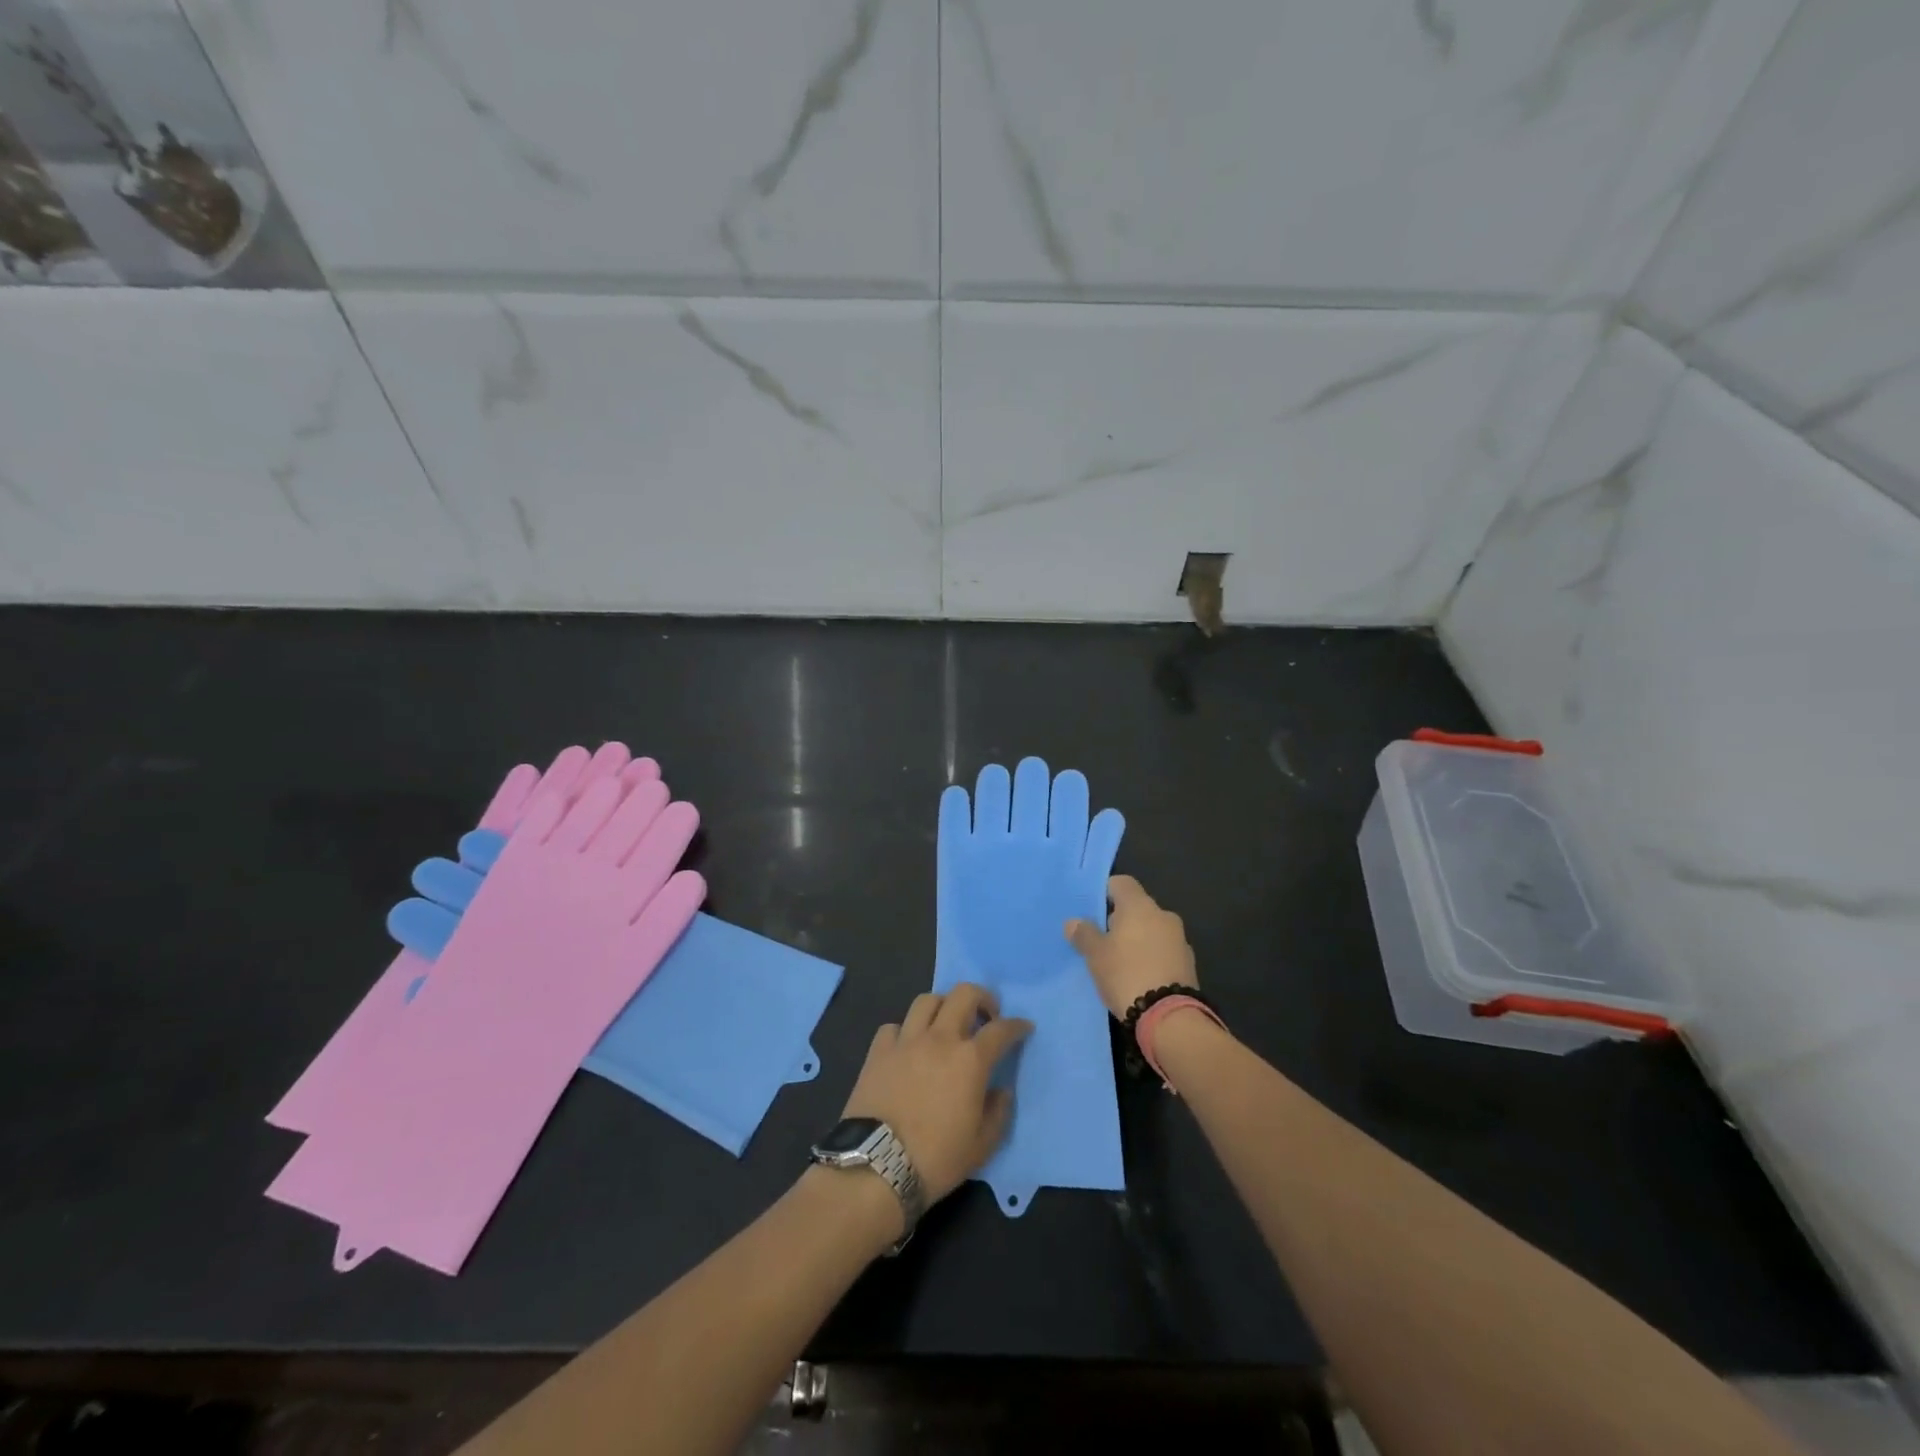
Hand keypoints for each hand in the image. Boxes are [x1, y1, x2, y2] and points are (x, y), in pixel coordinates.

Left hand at [841, 984, 1033, 1205]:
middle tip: (986, 1016)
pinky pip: (894, 1026)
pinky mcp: (878, 1051)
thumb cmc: (936, 1159)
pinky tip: (908, 1047)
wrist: (877, 1166)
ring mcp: (906, 1041)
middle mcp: (940, 1039)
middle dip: (982, 998)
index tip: (1024, 1027)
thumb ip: (998, 1113)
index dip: (1016, 1026)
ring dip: (943, 1006)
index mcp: (970, 1060)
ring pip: (927, 1000)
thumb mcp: (981, 1146)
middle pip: (963, 994)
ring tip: (946, 1024)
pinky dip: (905, 1031)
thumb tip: (1001, 1091)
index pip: (1001, 1030)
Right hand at [1064, 875, 1197, 1019]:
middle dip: (1120, 920)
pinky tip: (1139, 977)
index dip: (1105, 892)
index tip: (1092, 911)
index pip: (1122, 883)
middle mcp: (1163, 915)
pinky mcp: (1188, 964)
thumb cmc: (1126, 974)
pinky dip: (1151, 957)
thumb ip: (1084, 934)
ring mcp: (1180, 940)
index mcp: (1140, 906)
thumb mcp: (1095, 955)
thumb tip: (1074, 922)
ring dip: (1137, 940)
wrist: (1170, 1017)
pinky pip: (1163, 951)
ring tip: (1119, 963)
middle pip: (1137, 907)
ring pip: (1152, 930)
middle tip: (1101, 941)